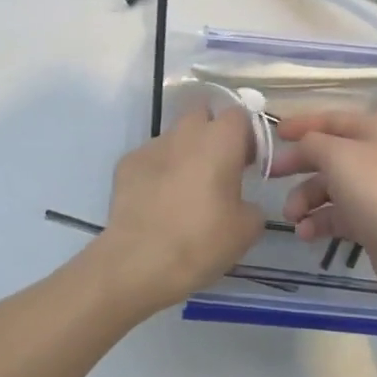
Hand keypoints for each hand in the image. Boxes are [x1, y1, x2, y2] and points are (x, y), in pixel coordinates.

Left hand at [96, 106, 264, 315]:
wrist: (140, 261)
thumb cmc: (202, 241)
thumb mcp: (247, 229)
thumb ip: (251, 204)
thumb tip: (241, 203)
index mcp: (220, 140)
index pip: (238, 115)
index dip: (246, 136)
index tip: (248, 163)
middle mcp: (185, 132)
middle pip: (202, 115)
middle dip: (212, 134)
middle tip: (218, 169)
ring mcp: (151, 146)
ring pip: (174, 137)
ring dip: (184, 154)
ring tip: (184, 192)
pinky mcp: (126, 163)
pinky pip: (151, 159)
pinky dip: (158, 172)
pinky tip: (158, 203)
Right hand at [269, 109, 376, 316]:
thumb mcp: (338, 156)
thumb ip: (311, 143)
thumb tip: (301, 146)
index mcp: (373, 130)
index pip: (329, 119)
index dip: (300, 124)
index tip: (272, 134)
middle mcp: (376, 155)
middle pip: (327, 154)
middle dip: (298, 166)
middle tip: (270, 177)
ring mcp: (376, 191)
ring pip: (329, 188)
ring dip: (305, 200)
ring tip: (293, 217)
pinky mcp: (374, 224)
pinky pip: (338, 216)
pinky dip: (319, 221)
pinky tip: (306, 233)